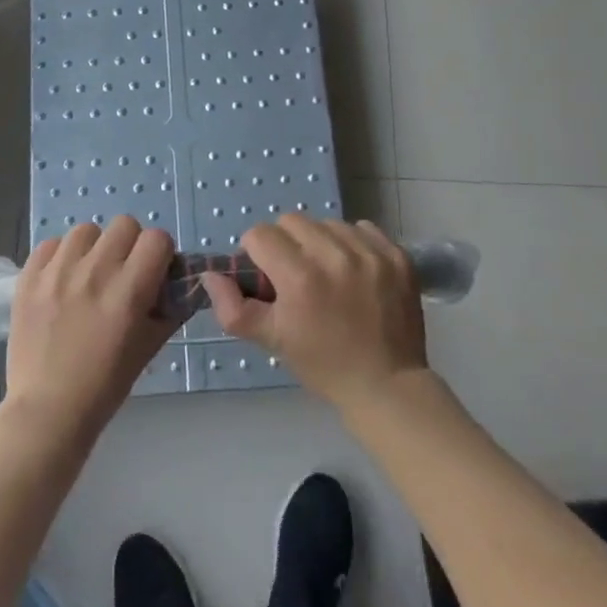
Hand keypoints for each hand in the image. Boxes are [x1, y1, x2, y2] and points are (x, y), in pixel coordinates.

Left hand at [3, 216, 180, 444]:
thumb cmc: (106, 385)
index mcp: (129, 291)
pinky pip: (51, 244)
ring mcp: (58, 271)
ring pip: (86, 230)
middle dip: (130, 244)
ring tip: (88, 274)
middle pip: (124, 224)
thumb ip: (169, 309)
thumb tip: (180, 282)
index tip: (153, 270)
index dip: (160, 253)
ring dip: (94, 247)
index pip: (157, 239)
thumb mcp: (149, 347)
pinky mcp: (28, 276)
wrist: (48, 409)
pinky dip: (60, 256)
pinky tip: (60, 280)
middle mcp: (95, 272)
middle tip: (122, 271)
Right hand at [202, 214, 427, 412]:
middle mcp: (334, 255)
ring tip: (328, 274)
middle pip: (292, 221)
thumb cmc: (323, 364)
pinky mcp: (396, 255)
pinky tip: (355, 272)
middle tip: (296, 275)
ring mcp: (369, 252)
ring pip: (327, 223)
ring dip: (320, 242)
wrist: (387, 385)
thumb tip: (210, 275)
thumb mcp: (271, 340)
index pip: (260, 234)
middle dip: (286, 244)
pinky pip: (362, 228)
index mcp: (300, 276)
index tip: (269, 278)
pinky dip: (353, 244)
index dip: (257, 255)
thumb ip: (232, 308)